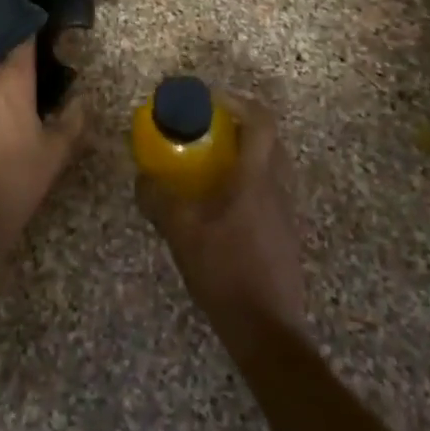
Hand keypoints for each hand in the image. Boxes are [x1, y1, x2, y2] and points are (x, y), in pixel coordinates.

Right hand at [137, 91, 306, 339]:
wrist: (267, 331)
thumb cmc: (225, 271)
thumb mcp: (181, 232)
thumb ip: (158, 199)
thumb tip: (142, 178)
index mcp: (256, 178)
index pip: (261, 121)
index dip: (237, 101)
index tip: (209, 99)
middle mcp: (278, 188)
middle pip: (268, 140)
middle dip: (239, 126)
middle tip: (207, 130)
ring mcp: (287, 213)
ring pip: (271, 167)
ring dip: (244, 156)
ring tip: (210, 166)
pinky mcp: (286, 235)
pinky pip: (269, 192)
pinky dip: (248, 184)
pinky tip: (221, 206)